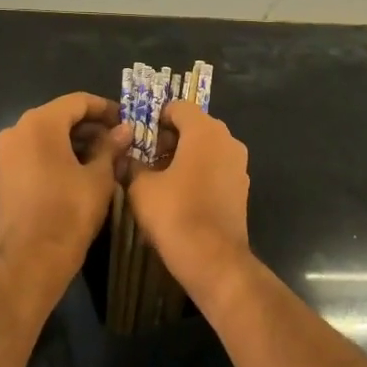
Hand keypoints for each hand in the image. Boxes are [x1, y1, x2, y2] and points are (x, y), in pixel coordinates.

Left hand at [0, 92, 130, 294]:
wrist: (32, 259)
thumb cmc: (70, 211)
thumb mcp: (99, 177)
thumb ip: (111, 147)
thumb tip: (125, 130)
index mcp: (40, 123)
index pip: (78, 101)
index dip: (105, 108)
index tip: (127, 121)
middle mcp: (17, 130)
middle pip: (60, 116)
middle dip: (91, 127)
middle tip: (119, 141)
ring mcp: (7, 153)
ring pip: (46, 135)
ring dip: (75, 141)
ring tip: (105, 157)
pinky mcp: (5, 175)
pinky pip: (35, 153)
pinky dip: (57, 155)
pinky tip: (80, 170)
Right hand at [126, 102, 252, 302]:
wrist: (213, 260)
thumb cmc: (175, 214)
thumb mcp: (141, 187)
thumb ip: (132, 164)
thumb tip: (125, 157)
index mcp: (205, 130)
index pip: (178, 107)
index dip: (154, 118)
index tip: (138, 138)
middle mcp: (227, 140)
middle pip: (194, 126)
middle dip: (168, 138)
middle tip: (144, 158)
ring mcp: (239, 165)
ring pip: (205, 148)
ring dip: (182, 156)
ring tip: (158, 178)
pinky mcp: (241, 188)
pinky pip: (215, 167)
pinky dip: (197, 172)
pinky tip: (178, 195)